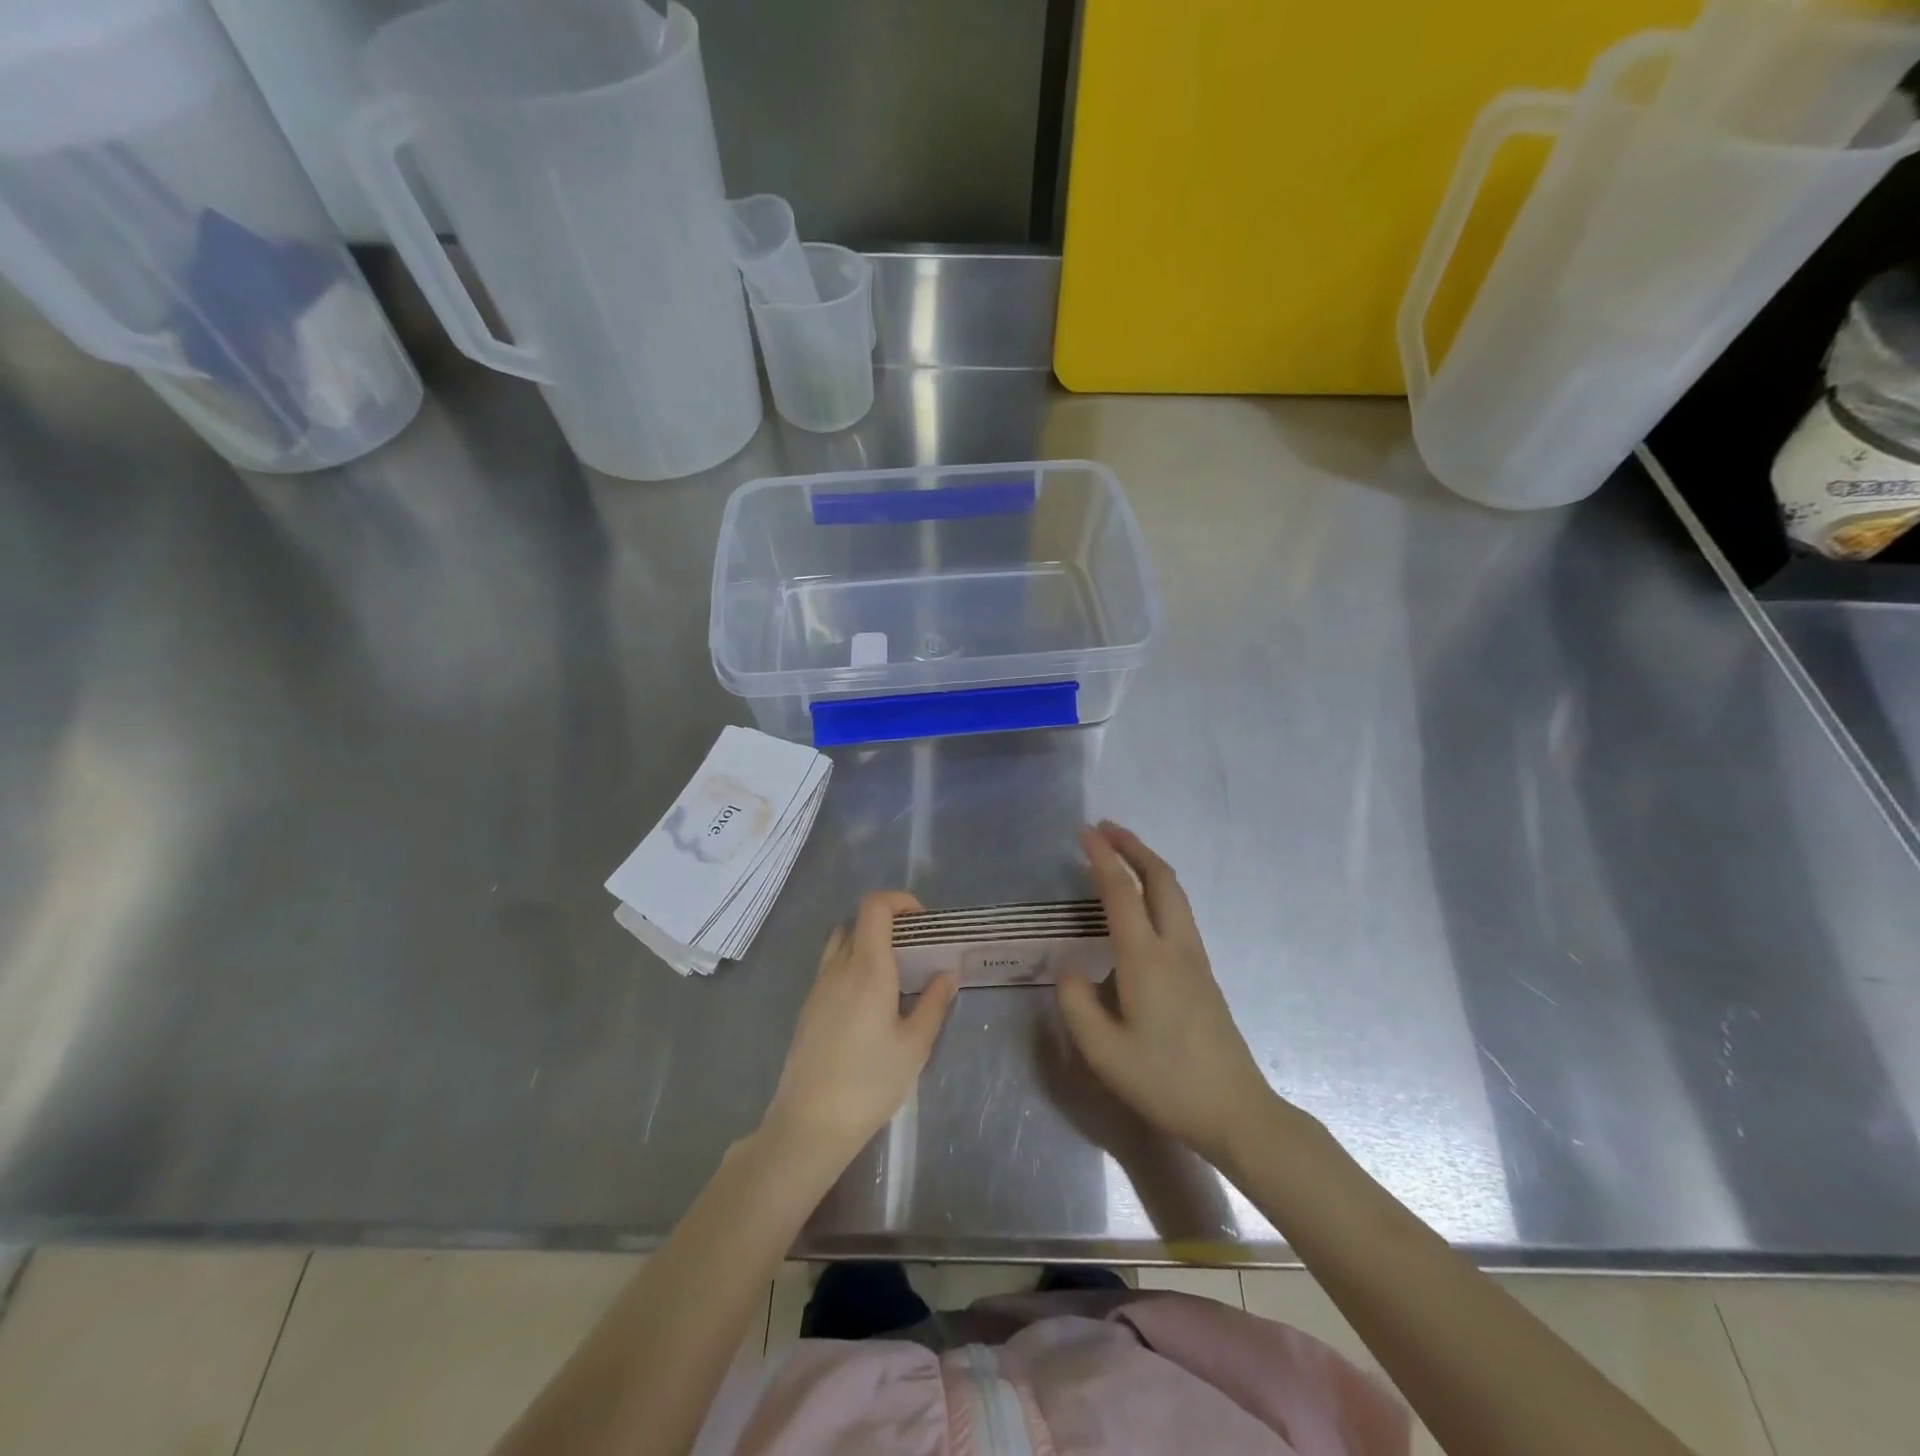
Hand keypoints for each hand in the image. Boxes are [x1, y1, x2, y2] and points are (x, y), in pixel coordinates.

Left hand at [761, 891, 958, 1170]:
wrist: (809, 1124)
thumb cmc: (869, 1083)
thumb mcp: (914, 1046)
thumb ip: (933, 1004)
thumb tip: (947, 974)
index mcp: (867, 968)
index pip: (874, 907)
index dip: (899, 901)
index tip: (923, 922)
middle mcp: (838, 968)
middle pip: (857, 921)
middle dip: (887, 923)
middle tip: (914, 949)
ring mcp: (818, 987)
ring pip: (840, 942)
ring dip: (866, 942)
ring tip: (893, 973)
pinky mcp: (808, 1007)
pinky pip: (831, 968)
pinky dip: (851, 966)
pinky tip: (869, 1002)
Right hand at [1056, 823, 1281, 1167]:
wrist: (1235, 1111)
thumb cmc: (1164, 1081)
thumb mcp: (1103, 1051)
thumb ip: (1076, 1002)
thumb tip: (1069, 967)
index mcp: (1146, 958)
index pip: (1120, 892)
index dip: (1101, 857)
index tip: (1083, 831)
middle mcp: (1175, 946)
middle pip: (1160, 878)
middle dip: (1133, 846)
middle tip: (1105, 828)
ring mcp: (1195, 958)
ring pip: (1175, 893)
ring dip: (1148, 864)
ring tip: (1122, 854)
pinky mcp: (1203, 974)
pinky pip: (1179, 912)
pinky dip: (1158, 888)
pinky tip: (1143, 904)